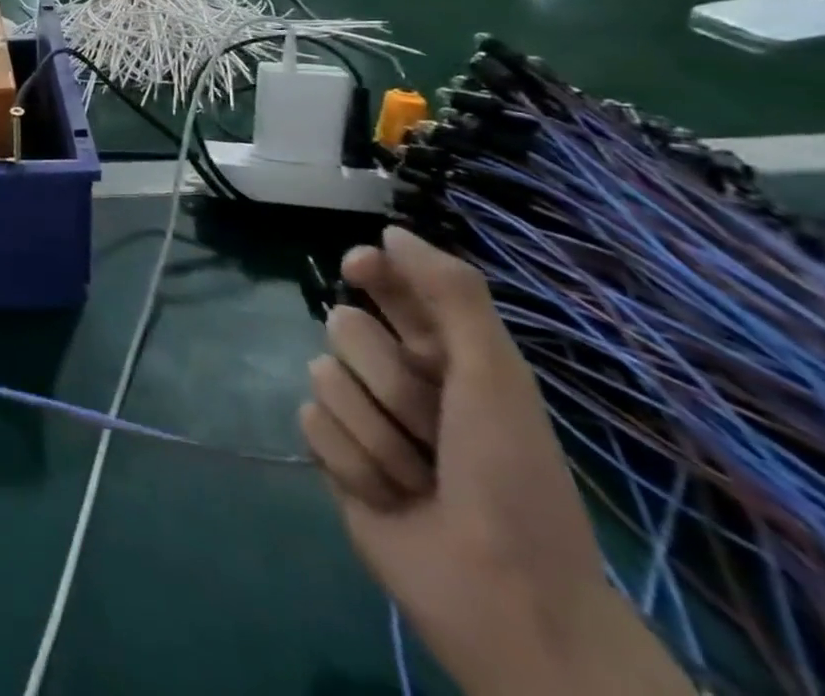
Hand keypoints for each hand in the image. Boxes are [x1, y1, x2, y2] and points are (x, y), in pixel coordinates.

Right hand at [301, 228, 691, 695]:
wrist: (503, 595)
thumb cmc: (512, 480)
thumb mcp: (496, 378)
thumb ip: (451, 296)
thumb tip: (389, 230)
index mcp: (443, 353)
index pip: (386, 283)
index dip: (369, 270)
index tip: (358, 269)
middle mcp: (396, 374)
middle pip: (343, 327)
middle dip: (387, 380)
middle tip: (433, 425)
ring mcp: (362, 414)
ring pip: (323, 375)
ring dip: (375, 431)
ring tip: (417, 477)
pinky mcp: (333, 453)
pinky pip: (311, 422)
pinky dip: (352, 460)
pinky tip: (387, 493)